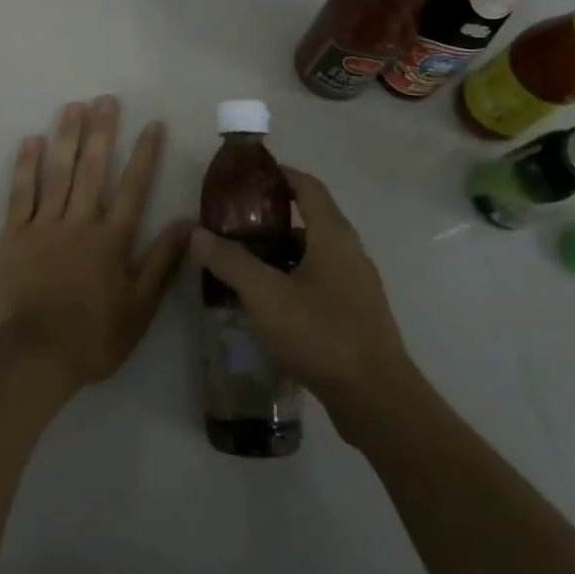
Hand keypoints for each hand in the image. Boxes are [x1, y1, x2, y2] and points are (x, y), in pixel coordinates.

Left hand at [0, 97, 191, 393]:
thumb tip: (189, 223)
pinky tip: (31, 141)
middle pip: (93, 169)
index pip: (134, 187)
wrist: (35, 355)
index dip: (145, 154)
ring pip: (58, 173)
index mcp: (111, 239)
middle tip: (106, 99)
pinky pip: (20, 194)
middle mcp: (80, 222)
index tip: (153, 124)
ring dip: (67, 137)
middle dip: (102, 132)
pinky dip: (26, 166)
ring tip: (73, 107)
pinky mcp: (14, 235)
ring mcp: (44, 225)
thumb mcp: (140, 308)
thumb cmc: (93, 336)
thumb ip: (162, 262)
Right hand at [189, 166, 416, 437]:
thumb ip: (230, 261)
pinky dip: (294, 278)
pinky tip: (270, 302)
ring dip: (282, 251)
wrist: (377, 400)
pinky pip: (321, 281)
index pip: (307, 186)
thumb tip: (197, 233)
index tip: (248, 175)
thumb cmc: (321, 333)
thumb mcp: (265, 295)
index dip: (280, 173)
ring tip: (246, 262)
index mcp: (332, 235)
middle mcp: (349, 252)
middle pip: (311, 218)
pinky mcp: (357, 315)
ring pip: (315, 253)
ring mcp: (357, 285)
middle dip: (273, 216)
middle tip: (236, 223)